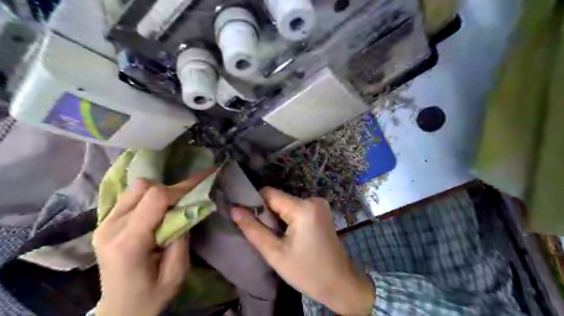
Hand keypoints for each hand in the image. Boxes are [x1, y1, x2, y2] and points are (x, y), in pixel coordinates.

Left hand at [94, 171, 213, 314]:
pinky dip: (150, 196)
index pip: (155, 198)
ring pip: (137, 187)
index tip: (203, 184)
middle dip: (173, 189)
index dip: (182, 189)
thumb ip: (182, 237)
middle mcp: (110, 228)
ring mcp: (104, 223)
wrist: (119, 311)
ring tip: (175, 204)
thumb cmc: (150, 296)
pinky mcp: (105, 222)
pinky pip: (131, 197)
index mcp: (128, 242)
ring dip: (160, 191)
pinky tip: (160, 208)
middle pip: (144, 187)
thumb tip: (187, 209)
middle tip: (190, 197)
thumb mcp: (176, 272)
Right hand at [231, 188, 375, 315]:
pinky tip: (287, 235)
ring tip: (274, 237)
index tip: (243, 217)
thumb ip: (253, 229)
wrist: (340, 283)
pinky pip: (296, 208)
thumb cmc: (306, 271)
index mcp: (303, 207)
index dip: (253, 203)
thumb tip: (233, 209)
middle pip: (278, 199)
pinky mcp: (320, 210)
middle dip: (266, 213)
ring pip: (286, 204)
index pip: (269, 193)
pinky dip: (287, 218)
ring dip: (276, 217)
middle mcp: (313, 199)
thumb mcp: (275, 253)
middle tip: (261, 234)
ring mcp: (319, 204)